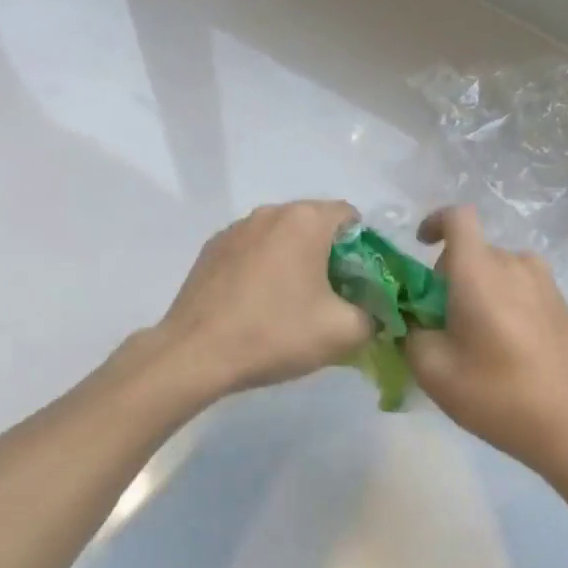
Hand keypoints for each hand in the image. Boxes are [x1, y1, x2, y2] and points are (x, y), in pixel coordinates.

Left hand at [154, 200, 374, 397]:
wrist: (195, 354)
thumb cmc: (275, 333)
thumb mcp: (342, 333)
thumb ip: (372, 316)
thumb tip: (371, 312)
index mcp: (305, 220)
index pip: (350, 216)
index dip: (363, 247)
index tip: (359, 281)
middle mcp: (270, 212)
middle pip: (314, 223)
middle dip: (329, 254)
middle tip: (332, 295)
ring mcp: (235, 228)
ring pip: (281, 236)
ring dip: (294, 259)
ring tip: (292, 301)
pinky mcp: (211, 248)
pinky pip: (252, 249)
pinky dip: (263, 267)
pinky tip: (257, 303)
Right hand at [404, 206, 567, 477]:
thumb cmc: (495, 394)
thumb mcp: (432, 369)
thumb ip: (410, 331)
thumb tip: (411, 316)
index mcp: (480, 271)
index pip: (458, 216)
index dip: (434, 222)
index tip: (421, 246)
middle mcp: (514, 263)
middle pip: (473, 249)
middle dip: (450, 274)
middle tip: (440, 320)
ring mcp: (543, 281)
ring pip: (497, 268)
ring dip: (478, 287)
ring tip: (474, 334)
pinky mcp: (560, 302)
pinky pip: (520, 284)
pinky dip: (503, 298)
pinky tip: (505, 343)